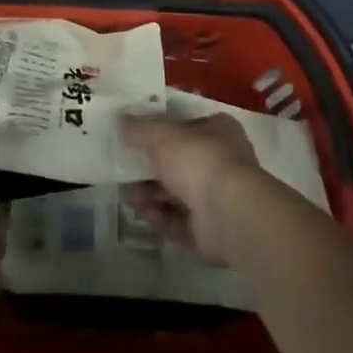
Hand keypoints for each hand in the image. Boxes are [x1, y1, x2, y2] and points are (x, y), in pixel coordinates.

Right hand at [122, 114, 266, 263]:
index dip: (160, 131)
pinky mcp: (211, 230)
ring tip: (127, 195)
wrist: (229, 213)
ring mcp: (218, 199)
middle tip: (124, 169)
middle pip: (178, 163)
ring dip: (150, 193)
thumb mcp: (161, 134)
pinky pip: (179, 221)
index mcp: (219, 131)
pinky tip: (141, 212)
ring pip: (176, 194)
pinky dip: (159, 216)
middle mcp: (221, 162)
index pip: (186, 126)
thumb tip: (122, 122)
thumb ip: (140, 128)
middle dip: (149, 168)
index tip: (134, 137)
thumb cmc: (198, 160)